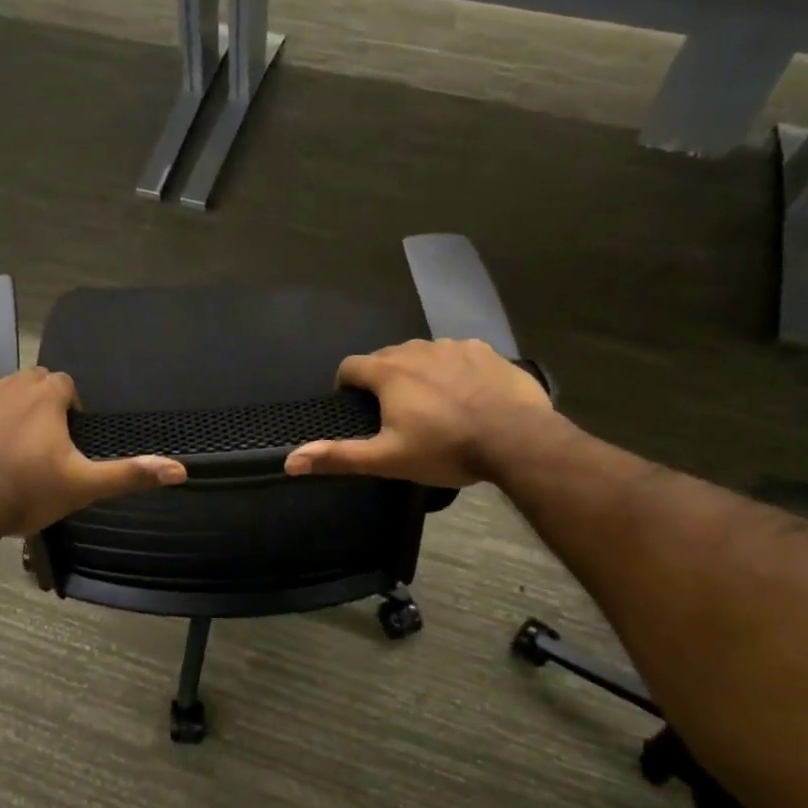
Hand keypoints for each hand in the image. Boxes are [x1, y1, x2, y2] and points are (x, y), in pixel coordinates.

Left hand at [0, 368, 186, 535]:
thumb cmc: (27, 492)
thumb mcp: (84, 486)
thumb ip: (130, 474)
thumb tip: (180, 469)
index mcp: (46, 396)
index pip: (65, 385)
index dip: (68, 409)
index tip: (65, 439)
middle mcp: (11, 383)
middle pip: (32, 383)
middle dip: (38, 405)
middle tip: (38, 446)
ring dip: (7, 410)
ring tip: (6, 449)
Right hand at [284, 339, 552, 487]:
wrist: (517, 439)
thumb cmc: (446, 449)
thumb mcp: (388, 459)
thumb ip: (339, 456)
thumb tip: (290, 461)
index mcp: (389, 372)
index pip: (351, 365)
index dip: (347, 385)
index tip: (355, 406)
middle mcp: (417, 349)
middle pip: (386, 357)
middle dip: (383, 379)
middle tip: (394, 413)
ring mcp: (453, 346)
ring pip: (422, 353)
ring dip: (418, 372)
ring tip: (432, 404)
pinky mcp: (485, 350)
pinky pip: (457, 354)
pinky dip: (452, 369)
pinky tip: (466, 394)